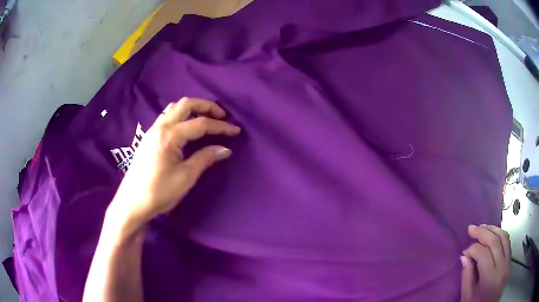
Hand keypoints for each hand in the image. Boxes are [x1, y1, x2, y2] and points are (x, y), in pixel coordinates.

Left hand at [107, 97, 240, 231]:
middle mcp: (160, 127)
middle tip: (221, 116)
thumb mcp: (185, 177)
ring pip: (174, 108)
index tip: (236, 131)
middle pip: (186, 104)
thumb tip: (225, 149)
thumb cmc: (159, 192)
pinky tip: (186, 128)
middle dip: (206, 106)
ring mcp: (152, 131)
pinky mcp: (148, 138)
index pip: (200, 124)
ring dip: (192, 108)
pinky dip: (181, 115)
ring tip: (205, 119)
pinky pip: (167, 116)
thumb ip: (205, 158)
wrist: (132, 203)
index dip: (221, 127)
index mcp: (170, 136)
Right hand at [460, 224, 510, 301]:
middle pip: (495, 242)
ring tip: (482, 227)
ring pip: (504, 237)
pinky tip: (493, 233)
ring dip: (493, 229)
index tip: (464, 252)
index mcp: (490, 279)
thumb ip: (466, 276)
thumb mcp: (467, 297)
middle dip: (482, 232)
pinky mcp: (510, 261)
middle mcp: (502, 267)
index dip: (472, 249)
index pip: (483, 254)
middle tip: (471, 228)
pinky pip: (507, 242)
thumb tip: (464, 256)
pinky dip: (500, 234)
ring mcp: (508, 262)